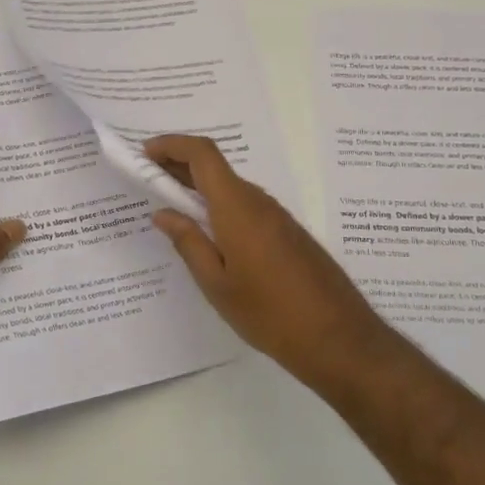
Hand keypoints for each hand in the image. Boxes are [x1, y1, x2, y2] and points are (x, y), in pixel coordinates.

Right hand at [146, 135, 391, 377]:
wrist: (339, 339)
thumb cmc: (269, 313)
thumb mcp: (216, 283)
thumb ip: (188, 242)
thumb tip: (163, 212)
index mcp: (237, 207)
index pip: (202, 154)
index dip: (172, 145)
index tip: (144, 154)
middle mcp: (259, 202)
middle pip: (216, 168)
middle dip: (180, 166)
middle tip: (149, 182)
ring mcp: (278, 217)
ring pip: (232, 189)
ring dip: (200, 189)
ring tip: (173, 210)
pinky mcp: (289, 234)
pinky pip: (247, 207)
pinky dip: (220, 207)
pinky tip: (210, 234)